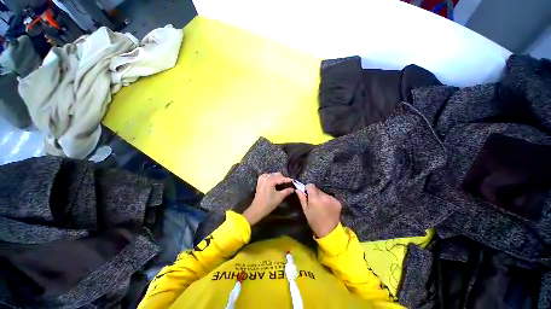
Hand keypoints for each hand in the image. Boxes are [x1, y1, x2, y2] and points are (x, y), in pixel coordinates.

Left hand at [243, 172, 293, 225]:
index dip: (287, 179)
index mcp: (270, 180)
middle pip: (276, 175)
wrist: (257, 209)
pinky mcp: (259, 182)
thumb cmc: (269, 203)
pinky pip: (266, 176)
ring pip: (271, 175)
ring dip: (277, 177)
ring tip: (282, 181)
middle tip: (288, 182)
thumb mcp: (279, 197)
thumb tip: (293, 189)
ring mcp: (261, 179)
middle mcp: (265, 178)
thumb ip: (287, 191)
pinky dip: (270, 177)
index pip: (281, 178)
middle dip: (282, 178)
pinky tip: (273, 180)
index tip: (293, 180)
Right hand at [296, 184, 341, 237]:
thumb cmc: (314, 221)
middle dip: (314, 193)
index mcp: (315, 199)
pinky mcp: (337, 201)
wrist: (329, 231)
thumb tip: (297, 189)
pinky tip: (327, 207)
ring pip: (323, 192)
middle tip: (313, 201)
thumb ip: (302, 198)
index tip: (307, 194)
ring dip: (321, 196)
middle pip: (317, 189)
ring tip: (320, 205)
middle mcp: (324, 196)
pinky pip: (329, 196)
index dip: (307, 188)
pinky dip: (327, 199)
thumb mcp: (305, 210)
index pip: (311, 185)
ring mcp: (332, 199)